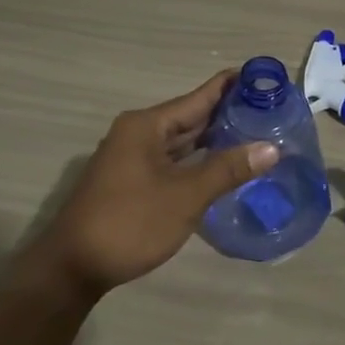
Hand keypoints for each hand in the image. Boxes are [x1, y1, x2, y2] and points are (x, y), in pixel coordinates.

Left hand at [32, 70, 278, 296]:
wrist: (73, 267)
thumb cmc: (130, 223)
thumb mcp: (185, 196)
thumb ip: (228, 169)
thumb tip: (271, 147)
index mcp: (147, 126)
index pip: (198, 97)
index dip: (230, 86)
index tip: (263, 76)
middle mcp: (139, 134)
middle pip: (191, 117)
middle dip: (227, 114)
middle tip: (271, 109)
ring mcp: (133, 159)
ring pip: (182, 142)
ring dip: (215, 139)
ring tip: (256, 133)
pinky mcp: (133, 182)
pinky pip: (174, 162)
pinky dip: (199, 161)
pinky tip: (224, 166)